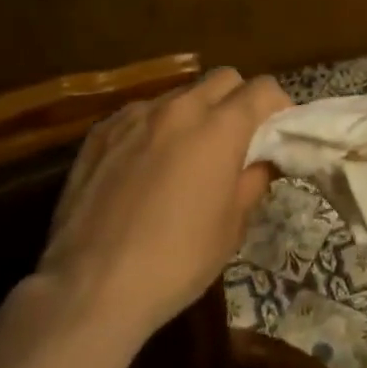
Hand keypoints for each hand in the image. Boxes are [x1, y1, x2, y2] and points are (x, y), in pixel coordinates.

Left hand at [36, 68, 288, 343]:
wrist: (89, 289)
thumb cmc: (176, 261)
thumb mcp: (232, 226)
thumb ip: (254, 179)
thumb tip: (264, 160)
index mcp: (219, 128)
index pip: (262, 89)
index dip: (277, 106)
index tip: (276, 132)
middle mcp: (179, 108)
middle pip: (223, 78)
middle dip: (238, 99)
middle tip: (237, 138)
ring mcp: (135, 116)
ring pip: (180, 93)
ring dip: (195, 111)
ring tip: (187, 152)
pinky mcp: (100, 132)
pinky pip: (141, 113)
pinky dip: (156, 126)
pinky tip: (146, 163)